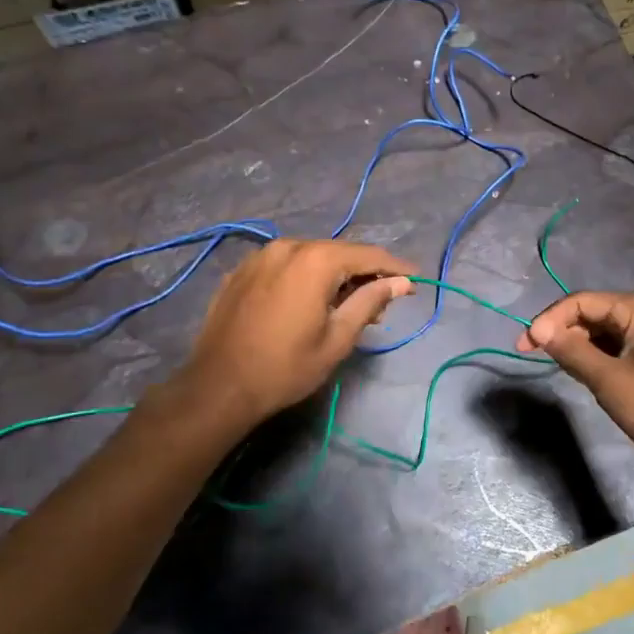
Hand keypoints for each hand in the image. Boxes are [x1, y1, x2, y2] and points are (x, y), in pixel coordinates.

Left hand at [163, 239, 415, 428]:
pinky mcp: (241, 272)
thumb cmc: (286, 367)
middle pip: (339, 253)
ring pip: (312, 258)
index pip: (368, 255)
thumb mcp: (338, 338)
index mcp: (315, 260)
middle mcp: (288, 246)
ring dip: (335, 277)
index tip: (416, 280)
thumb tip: (400, 282)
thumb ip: (370, 302)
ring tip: (349, 307)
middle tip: (383, 303)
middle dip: (364, 274)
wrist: (218, 387)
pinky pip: (286, 266)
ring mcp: (260, 257)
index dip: (395, 267)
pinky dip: (306, 278)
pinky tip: (311, 303)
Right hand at [517, 290, 633, 478]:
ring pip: (598, 332)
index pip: (581, 301)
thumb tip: (538, 330)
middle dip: (560, 330)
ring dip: (574, 344)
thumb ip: (572, 352)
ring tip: (550, 364)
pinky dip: (590, 357)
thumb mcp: (610, 380)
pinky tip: (577, 373)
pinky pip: (610, 349)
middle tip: (530, 354)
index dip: (550, 319)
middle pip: (589, 313)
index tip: (525, 345)